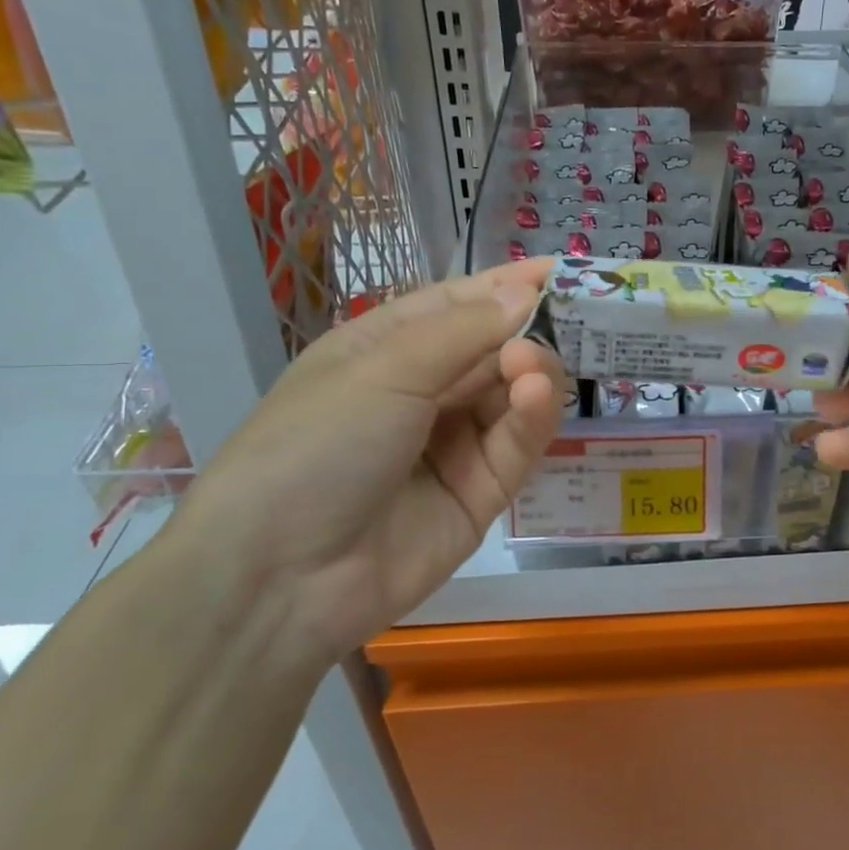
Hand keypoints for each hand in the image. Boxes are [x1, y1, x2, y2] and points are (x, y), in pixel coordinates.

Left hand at [162, 261, 564, 653]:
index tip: (566, 270)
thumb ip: (464, 330)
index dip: (508, 285)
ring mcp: (453, 445)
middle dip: (528, 332)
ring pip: (512, 397)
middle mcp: (422, 392)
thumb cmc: (317, 445)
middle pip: (494, 349)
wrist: (279, 579)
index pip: (459, 305)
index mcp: (385, 350)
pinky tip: (534, 397)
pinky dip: (530, 418)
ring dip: (530, 374)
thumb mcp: (383, 371)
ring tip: (531, 368)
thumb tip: (526, 292)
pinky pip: (516, 446)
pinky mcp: (480, 494)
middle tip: (569, 322)